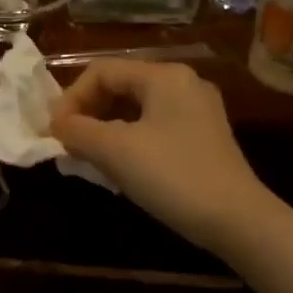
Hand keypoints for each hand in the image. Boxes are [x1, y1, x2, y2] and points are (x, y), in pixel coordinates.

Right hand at [50, 59, 272, 254]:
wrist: (238, 220)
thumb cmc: (172, 176)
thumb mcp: (115, 151)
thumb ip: (78, 131)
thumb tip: (57, 125)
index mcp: (164, 76)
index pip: (101, 72)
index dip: (71, 98)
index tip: (54, 132)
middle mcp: (183, 84)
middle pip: (119, 86)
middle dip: (87, 113)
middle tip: (68, 143)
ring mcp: (197, 112)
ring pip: (135, 109)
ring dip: (104, 128)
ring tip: (87, 156)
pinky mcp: (202, 138)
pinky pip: (152, 127)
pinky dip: (127, 140)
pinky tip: (117, 167)